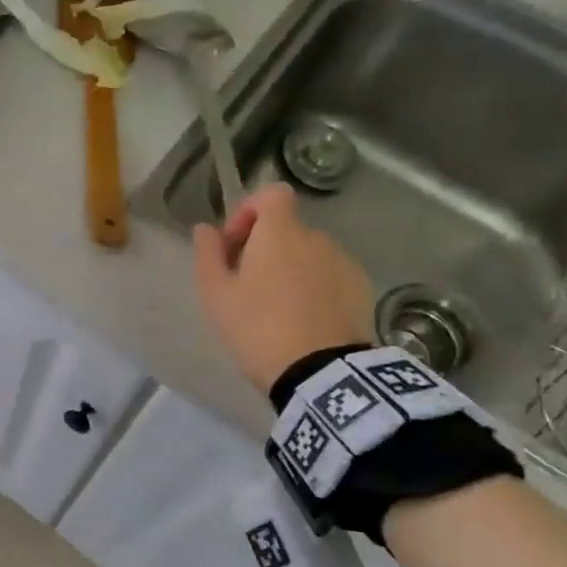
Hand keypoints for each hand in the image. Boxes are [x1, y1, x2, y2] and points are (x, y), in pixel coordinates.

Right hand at [193, 184, 372, 392]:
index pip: (271, 194)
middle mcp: (316, 238)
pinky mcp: (361, 288)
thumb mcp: (216, 295)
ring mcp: (344, 262)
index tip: (235, 244)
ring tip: (277, 307)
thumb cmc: (257, 327)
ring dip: (291, 268)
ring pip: (309, 253)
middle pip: (287, 228)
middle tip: (247, 285)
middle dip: (265, 248)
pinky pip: (330, 275)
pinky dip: (315, 286)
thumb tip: (205, 229)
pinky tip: (304, 319)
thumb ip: (208, 254)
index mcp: (280, 233)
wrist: (319, 372)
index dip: (250, 210)